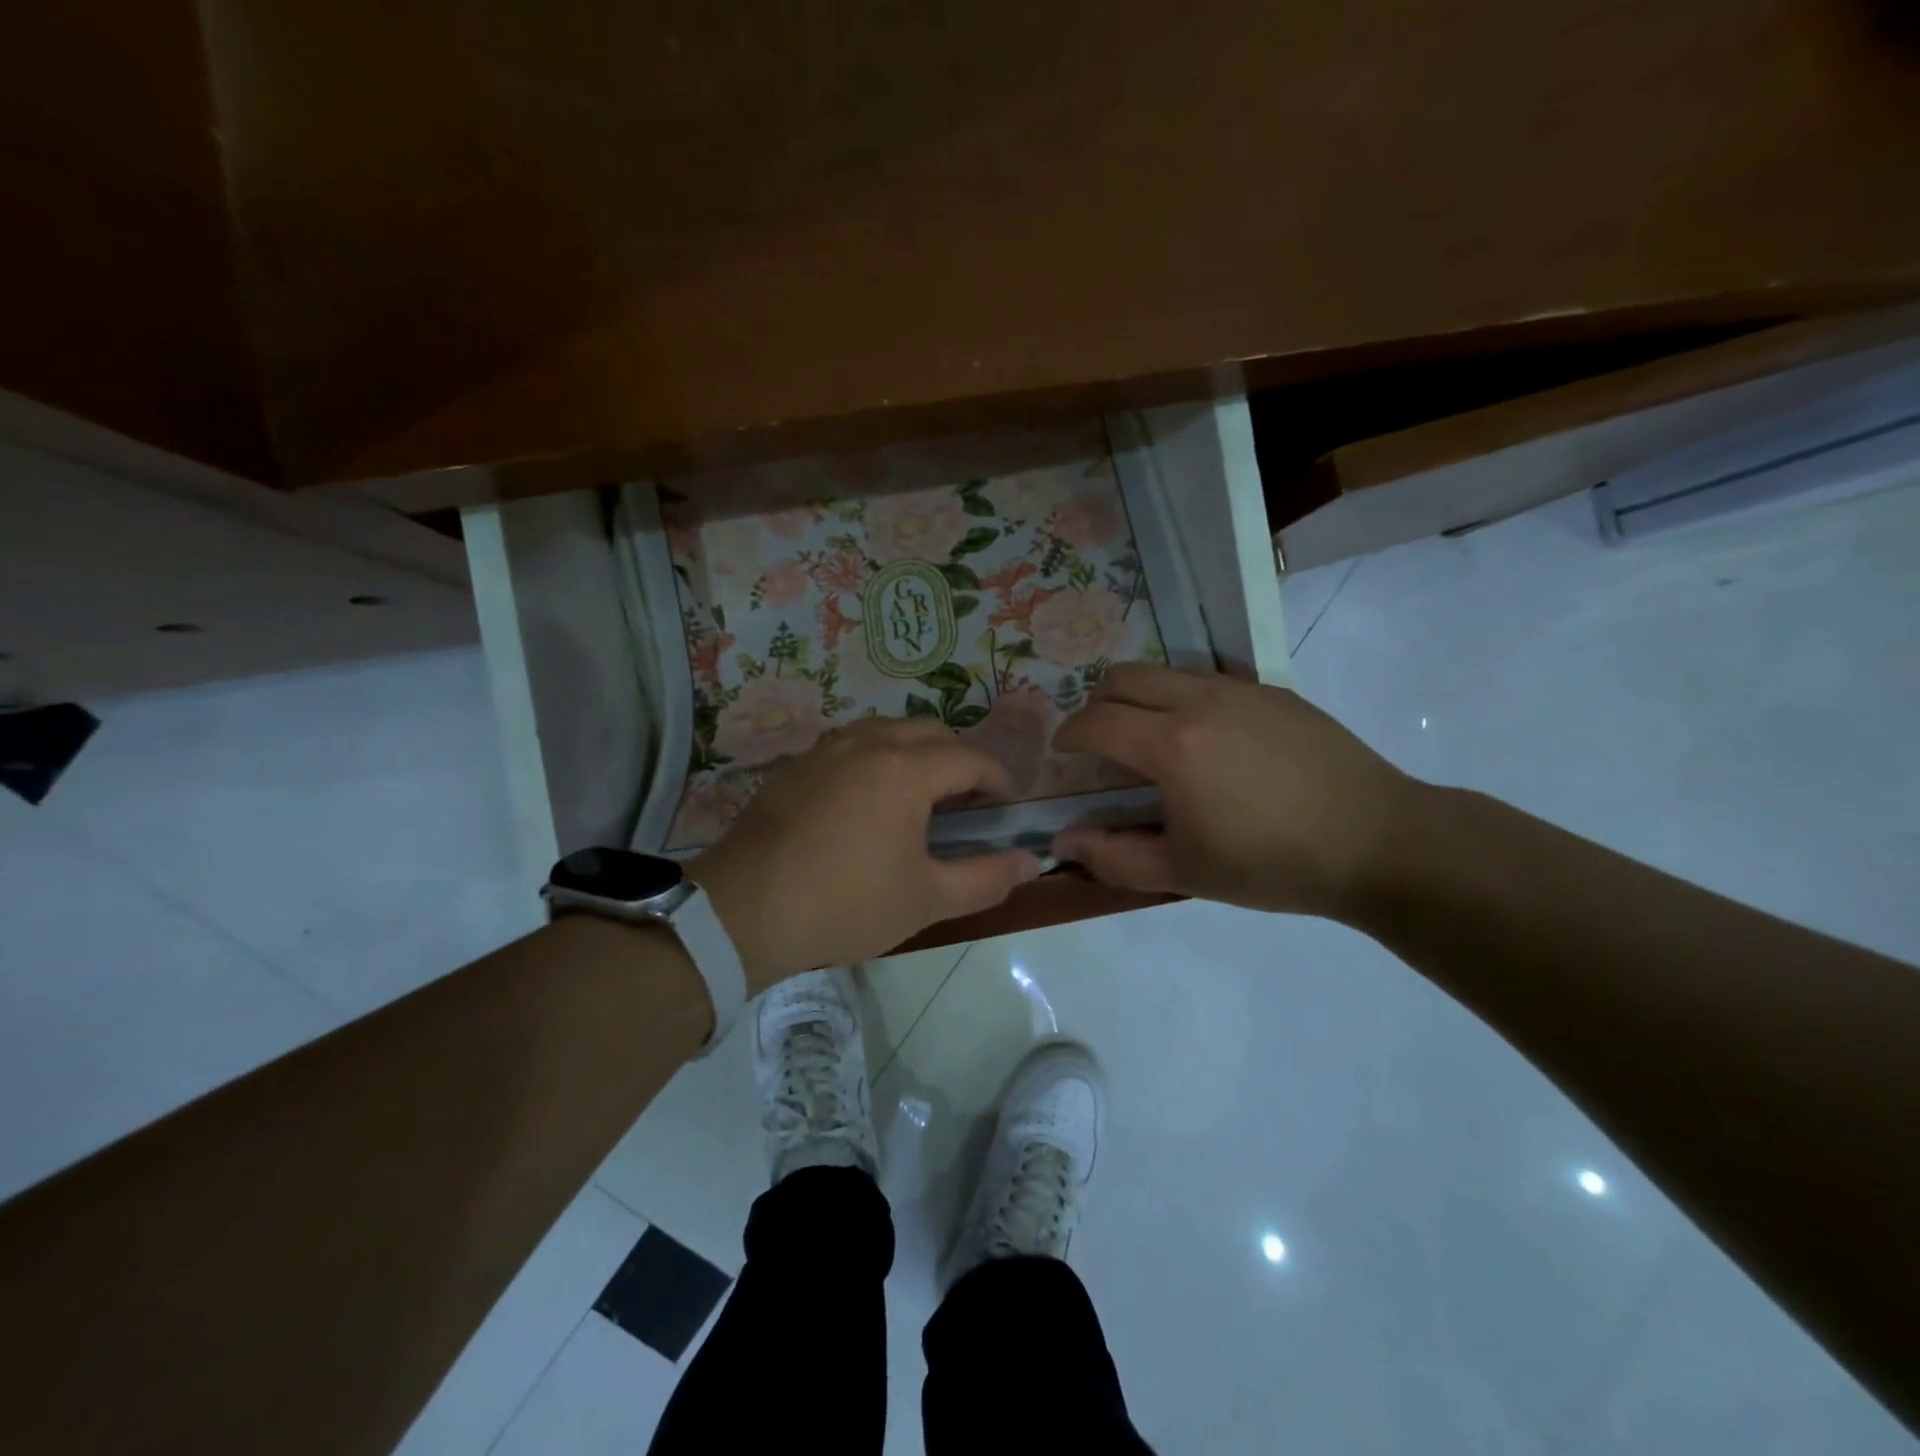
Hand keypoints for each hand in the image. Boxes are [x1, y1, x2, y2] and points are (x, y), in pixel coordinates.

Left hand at [692, 719, 1041, 988]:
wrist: (743, 911)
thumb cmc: (845, 904)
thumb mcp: (926, 899)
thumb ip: (987, 878)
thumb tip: (1032, 862)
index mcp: (905, 769)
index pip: (969, 759)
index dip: (997, 779)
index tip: (1006, 806)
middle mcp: (867, 744)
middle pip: (930, 732)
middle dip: (958, 759)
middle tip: (966, 801)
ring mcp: (825, 750)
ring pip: (886, 731)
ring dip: (915, 752)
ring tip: (919, 796)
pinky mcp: (796, 766)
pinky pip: (850, 745)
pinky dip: (875, 758)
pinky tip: (867, 801)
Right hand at [1051, 664, 1417, 918]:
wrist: (1378, 842)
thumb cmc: (1272, 863)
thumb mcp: (1184, 873)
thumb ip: (1113, 857)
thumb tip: (1064, 841)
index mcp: (1171, 745)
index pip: (1096, 721)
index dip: (1069, 734)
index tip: (1063, 753)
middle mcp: (1199, 700)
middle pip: (1122, 677)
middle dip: (1096, 703)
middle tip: (1100, 741)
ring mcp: (1241, 689)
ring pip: (1166, 671)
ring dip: (1140, 696)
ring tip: (1150, 738)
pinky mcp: (1275, 691)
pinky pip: (1209, 679)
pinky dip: (1184, 698)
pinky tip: (1209, 740)